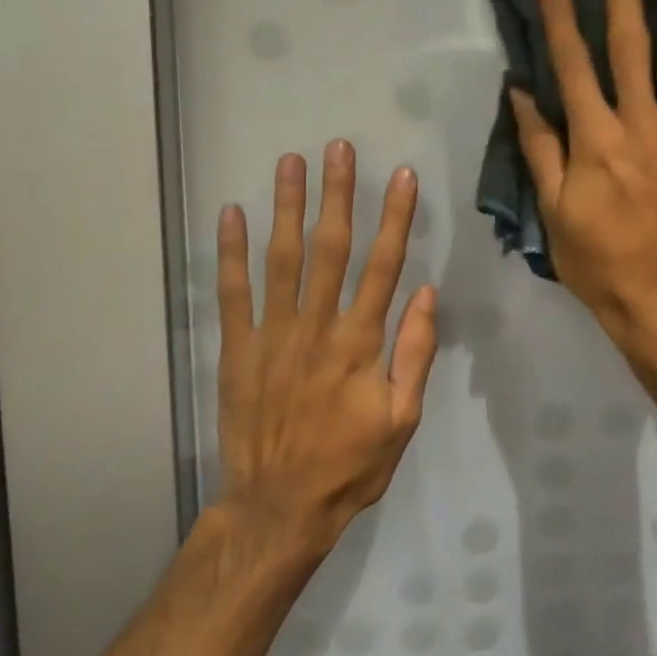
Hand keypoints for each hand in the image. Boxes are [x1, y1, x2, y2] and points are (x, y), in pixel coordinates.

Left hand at [213, 141, 437, 552]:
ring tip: (290, 162)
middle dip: (337, 195)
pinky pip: (232, 294)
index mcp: (360, 343)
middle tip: (338, 148)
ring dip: (286, 207)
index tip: (401, 177)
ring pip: (281, 259)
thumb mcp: (402, 418)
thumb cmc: (351, 464)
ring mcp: (272, 335)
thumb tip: (425, 293)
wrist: (279, 507)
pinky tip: (232, 214)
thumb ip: (415, 353)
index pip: (383, 266)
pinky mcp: (237, 350)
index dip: (395, 218)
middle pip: (330, 249)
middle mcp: (317, 327)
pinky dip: (230, 253)